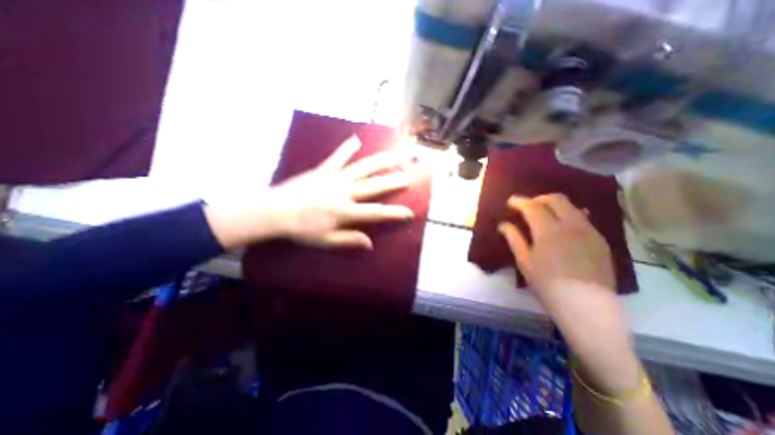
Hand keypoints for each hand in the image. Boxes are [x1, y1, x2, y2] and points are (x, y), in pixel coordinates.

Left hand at [202, 136, 414, 250]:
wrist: (275, 211)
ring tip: (393, 156)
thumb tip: (370, 244)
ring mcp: (334, 178)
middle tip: (407, 177)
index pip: (376, 212)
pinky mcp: (323, 170)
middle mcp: (344, 192)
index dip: (394, 213)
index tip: (409, 212)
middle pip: (373, 186)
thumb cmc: (301, 229)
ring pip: (361, 168)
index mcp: (345, 212)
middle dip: (392, 182)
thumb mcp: (326, 240)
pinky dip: (347, 148)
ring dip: (379, 162)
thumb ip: (349, 240)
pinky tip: (356, 139)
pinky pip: (337, 157)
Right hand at [500, 196, 637, 396]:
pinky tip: (562, 226)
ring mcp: (590, 232)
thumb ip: (514, 239)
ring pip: (572, 206)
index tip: (511, 201)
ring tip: (543, 214)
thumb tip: (504, 225)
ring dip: (554, 205)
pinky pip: (583, 218)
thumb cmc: (548, 285)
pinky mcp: (600, 240)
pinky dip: (569, 215)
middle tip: (527, 206)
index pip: (533, 207)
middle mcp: (572, 226)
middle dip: (538, 198)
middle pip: (556, 199)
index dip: (520, 201)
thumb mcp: (525, 262)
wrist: (587, 307)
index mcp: (549, 232)